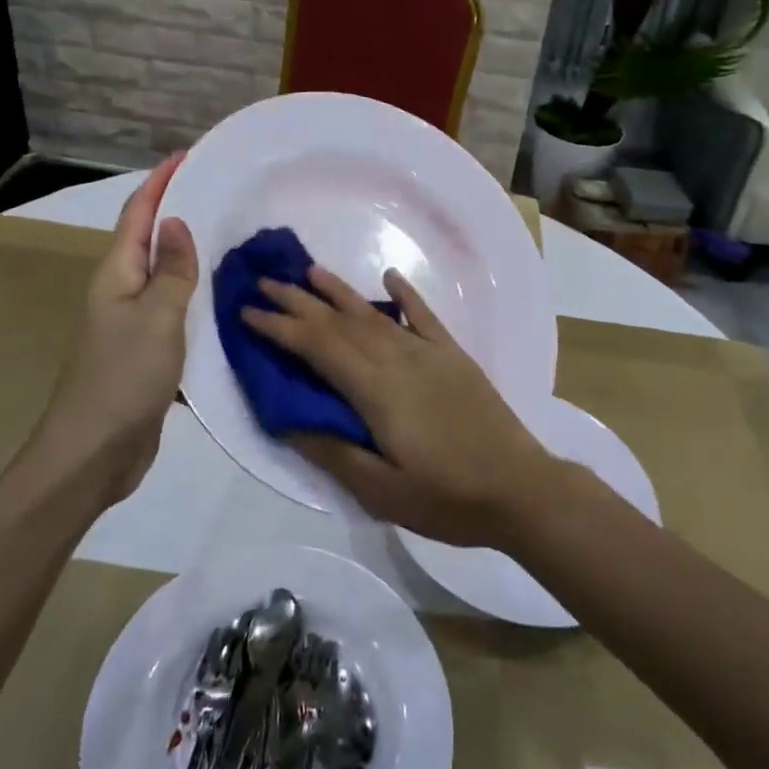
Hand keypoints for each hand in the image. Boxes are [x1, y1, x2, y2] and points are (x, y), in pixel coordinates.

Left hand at [28, 154, 197, 506]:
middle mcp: (120, 292)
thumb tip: (177, 223)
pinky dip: (194, 294)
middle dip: (176, 211)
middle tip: (216, 192)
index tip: (186, 156)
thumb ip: (171, 271)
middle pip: (148, 240)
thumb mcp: (155, 317)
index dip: (160, 183)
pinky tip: (219, 296)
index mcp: (116, 275)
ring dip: (187, 253)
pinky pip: (173, 310)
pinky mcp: (146, 352)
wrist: (94, 453)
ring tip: (225, 236)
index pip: (138, 215)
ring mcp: (132, 324)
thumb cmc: (123, 377)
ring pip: (163, 276)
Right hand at [240, 268, 558, 546]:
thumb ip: (334, 451)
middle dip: (299, 302)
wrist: (521, 489)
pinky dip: (405, 294)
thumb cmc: (448, 497)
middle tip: (265, 282)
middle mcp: (398, 359)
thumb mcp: (382, 491)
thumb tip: (289, 419)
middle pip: (340, 323)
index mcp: (376, 390)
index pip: (318, 348)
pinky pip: (424, 316)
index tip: (248, 313)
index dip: (280, 328)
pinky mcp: (454, 356)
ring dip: (340, 292)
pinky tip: (389, 277)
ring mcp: (429, 353)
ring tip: (310, 272)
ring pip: (374, 314)